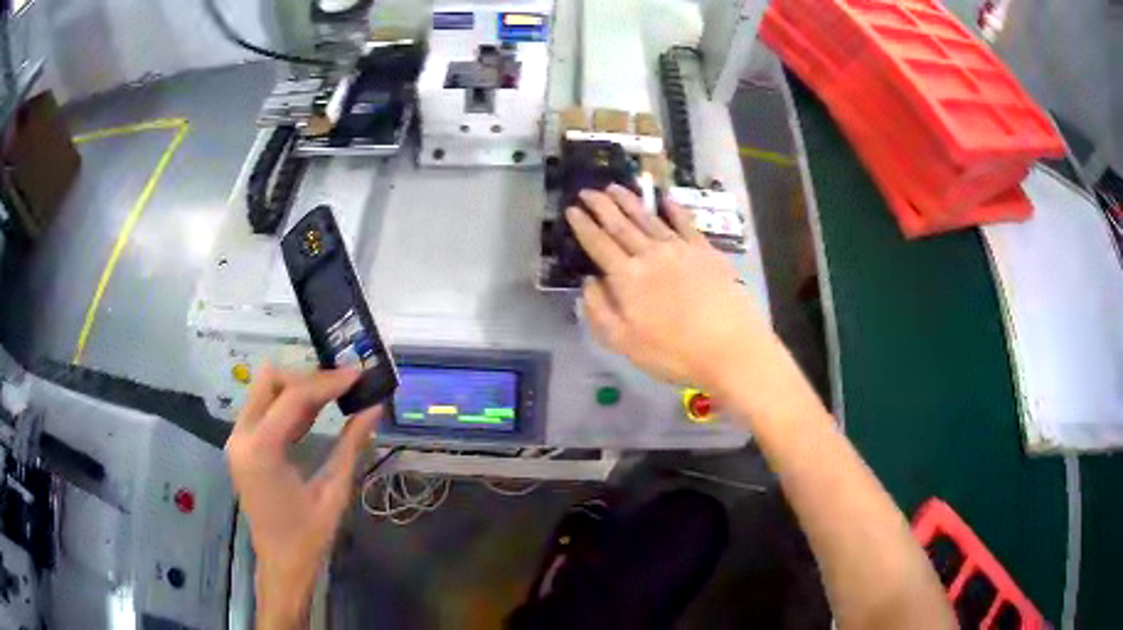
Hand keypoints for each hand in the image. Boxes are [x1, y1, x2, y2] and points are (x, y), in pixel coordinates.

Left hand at [225, 365, 379, 629]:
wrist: (282, 564)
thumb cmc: (309, 536)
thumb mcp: (334, 491)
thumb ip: (352, 445)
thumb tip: (375, 408)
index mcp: (261, 449)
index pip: (293, 396)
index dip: (328, 381)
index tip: (358, 373)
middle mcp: (241, 436)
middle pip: (270, 381)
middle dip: (307, 379)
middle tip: (343, 386)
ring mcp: (237, 439)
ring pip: (265, 390)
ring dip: (298, 389)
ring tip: (334, 396)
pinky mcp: (241, 446)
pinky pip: (263, 409)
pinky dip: (288, 405)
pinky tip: (314, 414)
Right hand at [567, 185, 774, 389]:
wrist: (729, 347)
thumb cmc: (673, 352)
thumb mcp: (623, 342)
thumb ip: (599, 310)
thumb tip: (588, 281)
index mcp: (627, 277)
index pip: (598, 244)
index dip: (583, 226)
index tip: (571, 209)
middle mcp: (650, 255)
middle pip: (621, 225)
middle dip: (601, 205)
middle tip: (586, 190)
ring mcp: (679, 249)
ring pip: (648, 219)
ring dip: (629, 202)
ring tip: (614, 187)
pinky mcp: (705, 251)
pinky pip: (685, 223)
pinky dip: (673, 209)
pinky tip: (665, 198)